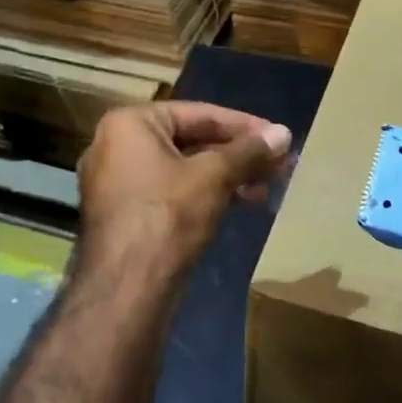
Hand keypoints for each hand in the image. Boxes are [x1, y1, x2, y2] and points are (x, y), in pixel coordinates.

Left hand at [77, 102, 291, 273]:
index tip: (279, 137)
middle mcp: (116, 146)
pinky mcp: (126, 214)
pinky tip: (240, 203)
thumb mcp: (214, 177)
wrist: (127, 288)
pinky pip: (172, 191)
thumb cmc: (167, 216)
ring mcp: (118, 182)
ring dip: (227, 176)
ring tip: (266, 188)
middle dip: (238, 154)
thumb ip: (249, 152)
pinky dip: (205, 194)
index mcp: (129, 124)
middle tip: (278, 164)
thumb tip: (285, 134)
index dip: (245, 126)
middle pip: (191, 140)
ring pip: (184, 169)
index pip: (199, 114)